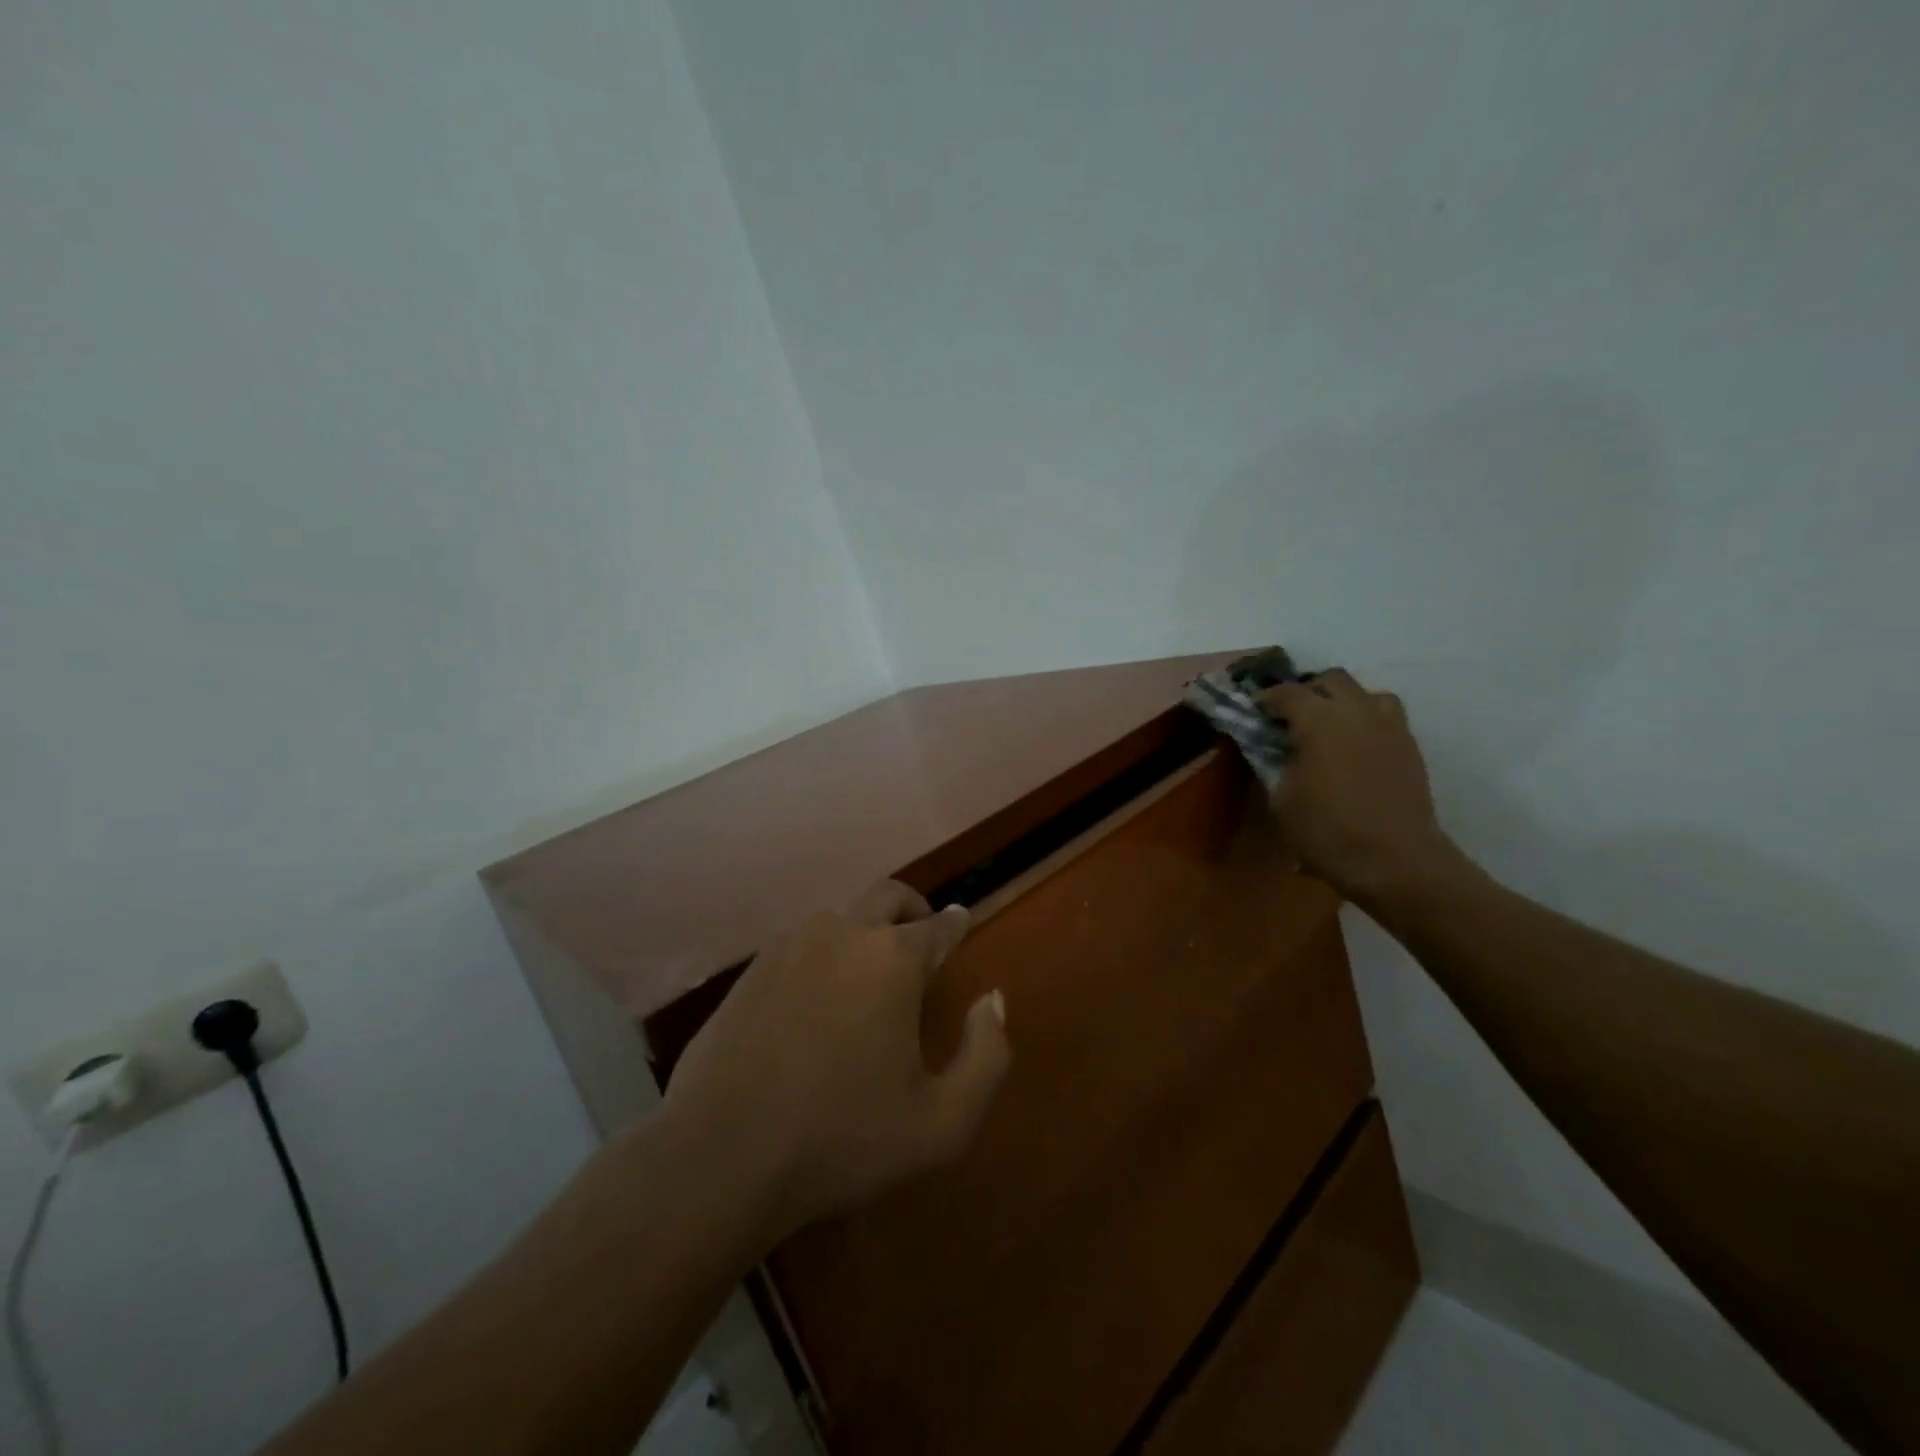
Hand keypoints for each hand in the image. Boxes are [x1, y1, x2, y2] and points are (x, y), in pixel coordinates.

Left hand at [660, 882, 1010, 1245]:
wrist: (721, 1156)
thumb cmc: (842, 1140)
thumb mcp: (942, 1123)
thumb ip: (987, 1055)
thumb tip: (993, 999)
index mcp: (893, 959)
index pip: (938, 925)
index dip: (955, 924)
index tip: (961, 923)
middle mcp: (843, 933)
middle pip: (889, 896)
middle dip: (913, 910)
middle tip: (921, 938)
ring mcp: (790, 945)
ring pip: (841, 917)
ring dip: (864, 933)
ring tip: (869, 978)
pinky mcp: (751, 968)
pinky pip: (802, 944)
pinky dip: (824, 955)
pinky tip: (817, 999)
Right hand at [1262, 670, 1466, 905]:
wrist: (1396, 861)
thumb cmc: (1327, 831)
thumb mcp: (1281, 799)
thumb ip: (1273, 765)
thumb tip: (1270, 750)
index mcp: (1319, 720)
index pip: (1286, 692)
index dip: (1266, 698)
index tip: (1253, 710)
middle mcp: (1357, 711)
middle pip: (1331, 680)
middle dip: (1307, 691)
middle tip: (1290, 715)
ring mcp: (1389, 727)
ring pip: (1366, 693)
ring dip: (1344, 701)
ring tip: (1329, 726)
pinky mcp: (1410, 746)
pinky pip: (1386, 717)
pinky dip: (1366, 721)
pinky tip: (1355, 747)